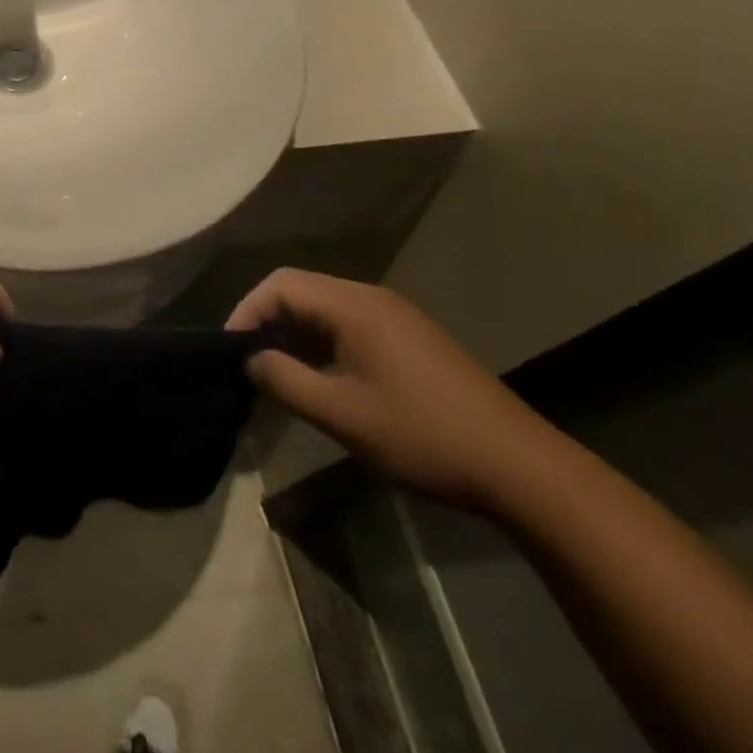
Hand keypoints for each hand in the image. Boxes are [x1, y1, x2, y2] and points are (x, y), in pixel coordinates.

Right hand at [228, 269, 555, 511]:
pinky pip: (350, 326)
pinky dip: (324, 343)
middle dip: (268, 321)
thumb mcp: (342, 414)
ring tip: (279, 374)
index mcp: (354, 305)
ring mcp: (396, 317)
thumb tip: (251, 360)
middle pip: (302, 290)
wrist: (521, 469)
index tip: (231, 351)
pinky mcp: (411, 340)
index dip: (247, 311)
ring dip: (296, 334)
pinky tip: (323, 380)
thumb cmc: (422, 436)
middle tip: (249, 363)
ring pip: (326, 309)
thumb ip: (286, 381)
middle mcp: (373, 298)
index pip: (280, 284)